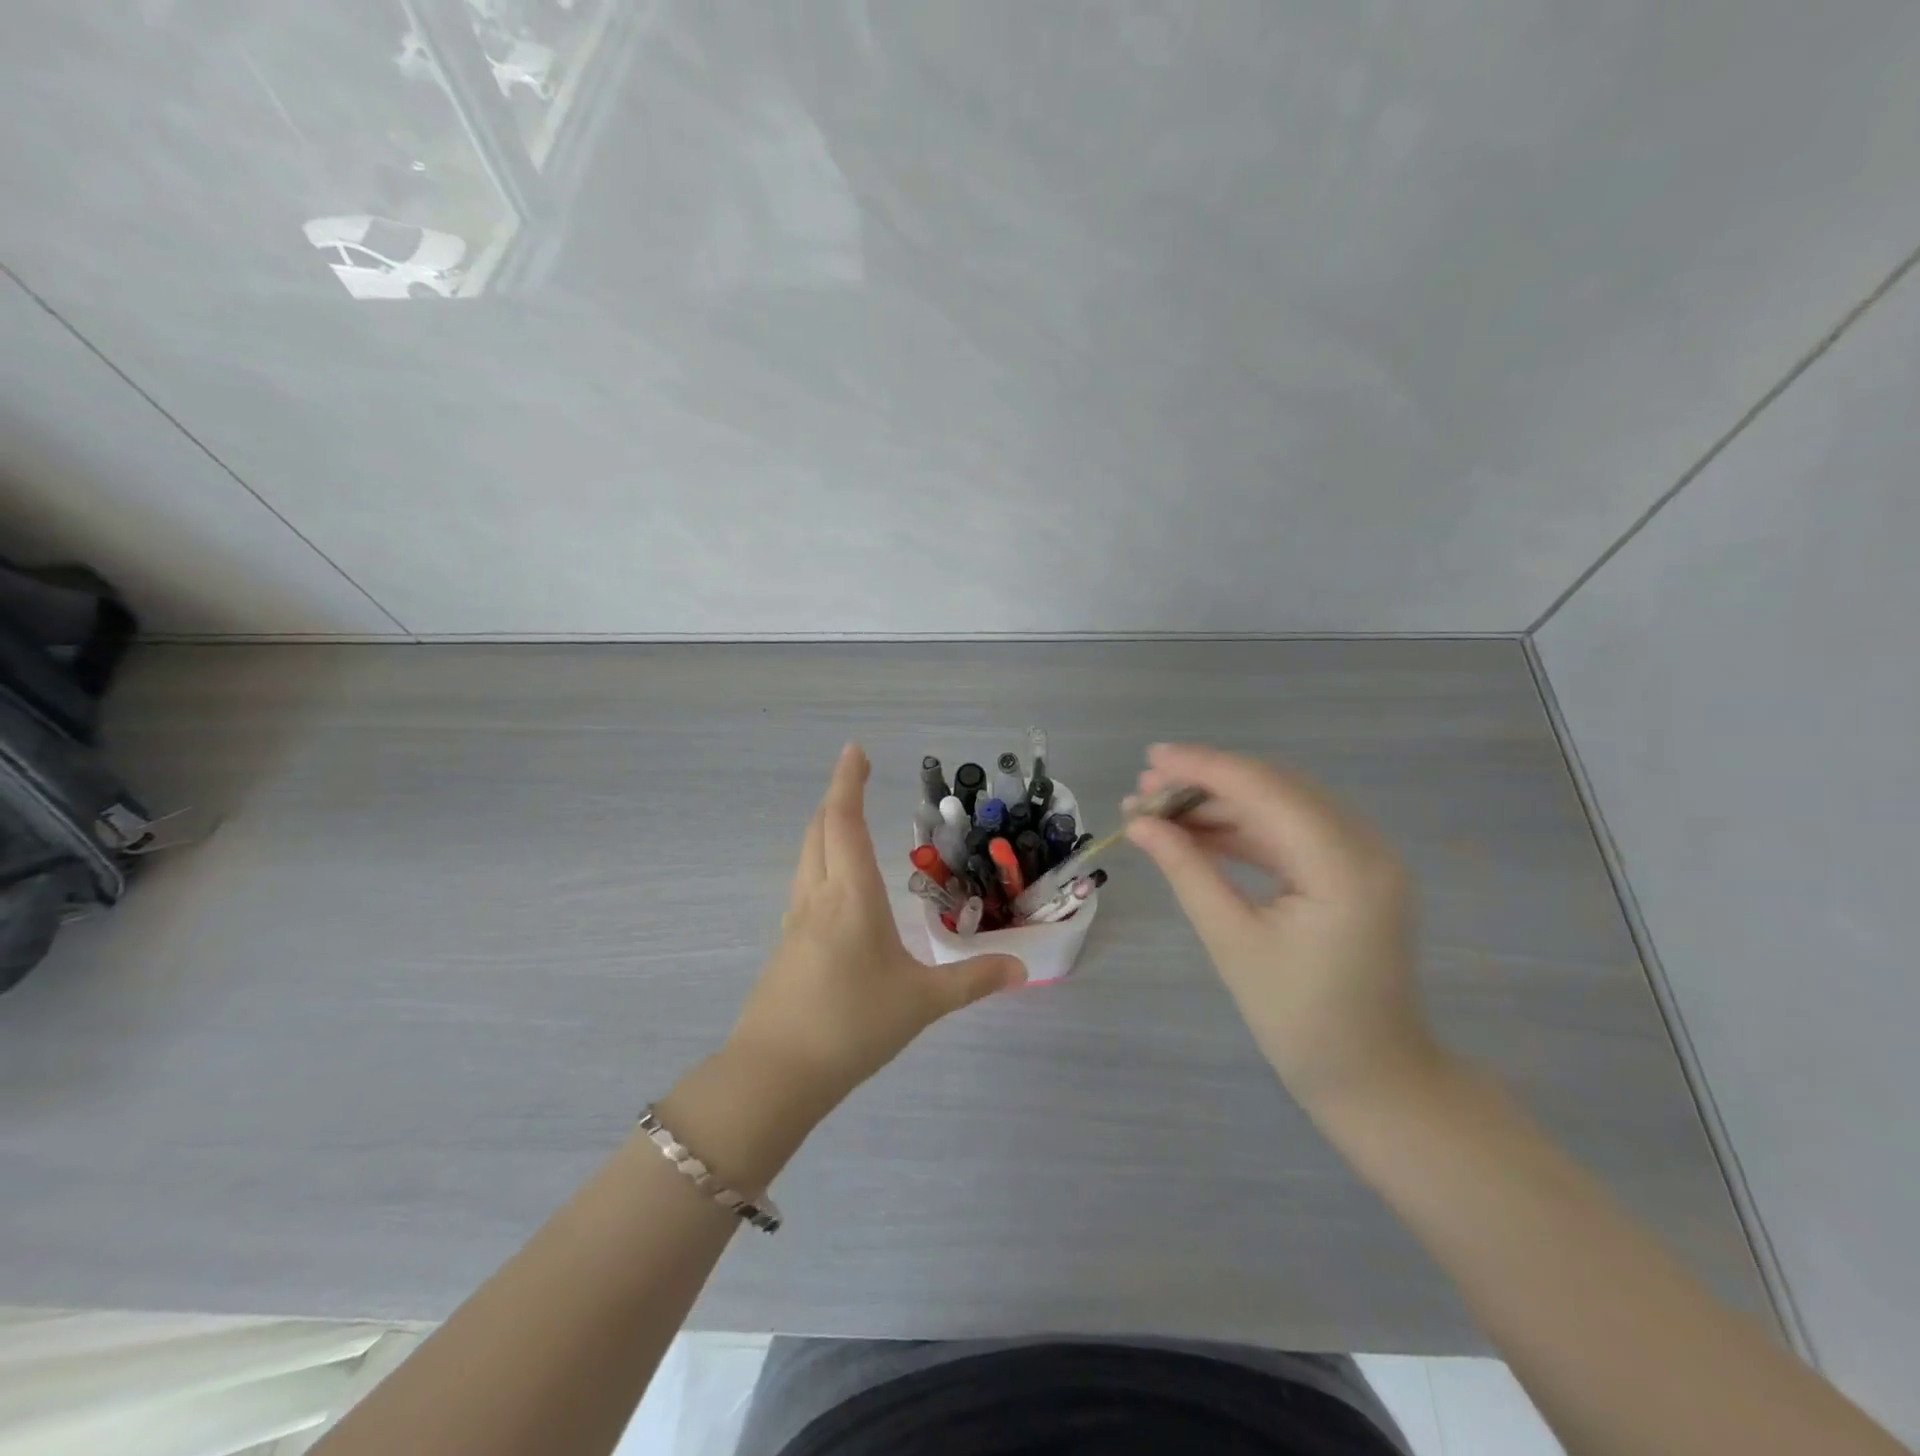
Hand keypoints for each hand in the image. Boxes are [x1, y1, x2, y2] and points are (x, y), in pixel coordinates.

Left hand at [727, 744, 1026, 1110]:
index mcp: (850, 895)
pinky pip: (803, 885)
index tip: (854, 750)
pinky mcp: (786, 946)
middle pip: (819, 829)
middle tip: (856, 777)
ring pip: (806, 856)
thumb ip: (973, 980)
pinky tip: (836, 888)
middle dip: (837, 797)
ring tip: (847, 822)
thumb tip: (1021, 968)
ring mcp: (795, 921)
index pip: (844, 820)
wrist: (775, 1074)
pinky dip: (819, 862)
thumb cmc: (852, 1025)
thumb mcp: (922, 1002)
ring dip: (825, 828)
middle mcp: (817, 896)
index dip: (847, 781)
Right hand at [1125, 743, 1441, 1114]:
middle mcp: (1364, 845)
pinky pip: (1290, 833)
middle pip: (1274, 789)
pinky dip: (1242, 829)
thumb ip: (1186, 870)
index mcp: (1344, 866)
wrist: (1372, 1077)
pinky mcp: (1350, 871)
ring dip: (1220, 804)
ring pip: (1280, 806)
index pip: (1266, 791)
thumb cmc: (1299, 1020)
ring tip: (1158, 812)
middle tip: (1144, 791)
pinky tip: (1196, 833)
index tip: (1150, 759)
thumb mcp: (1231, 940)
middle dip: (1205, 783)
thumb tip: (1138, 824)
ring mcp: (1362, 857)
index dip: (1204, 768)